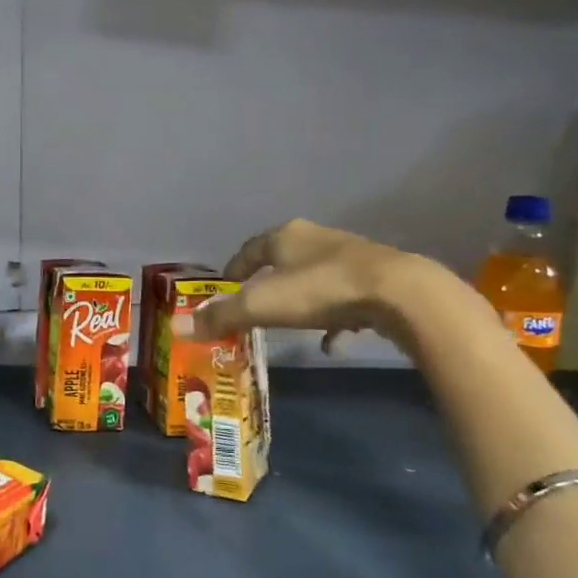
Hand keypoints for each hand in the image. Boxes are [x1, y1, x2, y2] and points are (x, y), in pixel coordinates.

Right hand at [173, 218, 431, 354]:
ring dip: (301, 298)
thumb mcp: (262, 305)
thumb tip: (178, 328)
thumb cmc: (320, 290)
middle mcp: (316, 239)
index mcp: (285, 236)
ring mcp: (351, 256)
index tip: (224, 287)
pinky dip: (333, 317)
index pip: (249, 248)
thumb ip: (221, 316)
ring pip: (315, 277)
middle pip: (283, 259)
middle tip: (254, 306)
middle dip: (267, 282)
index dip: (234, 268)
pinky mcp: (378, 278)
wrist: (400, 294)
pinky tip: (331, 340)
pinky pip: (345, 298)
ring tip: (289, 324)